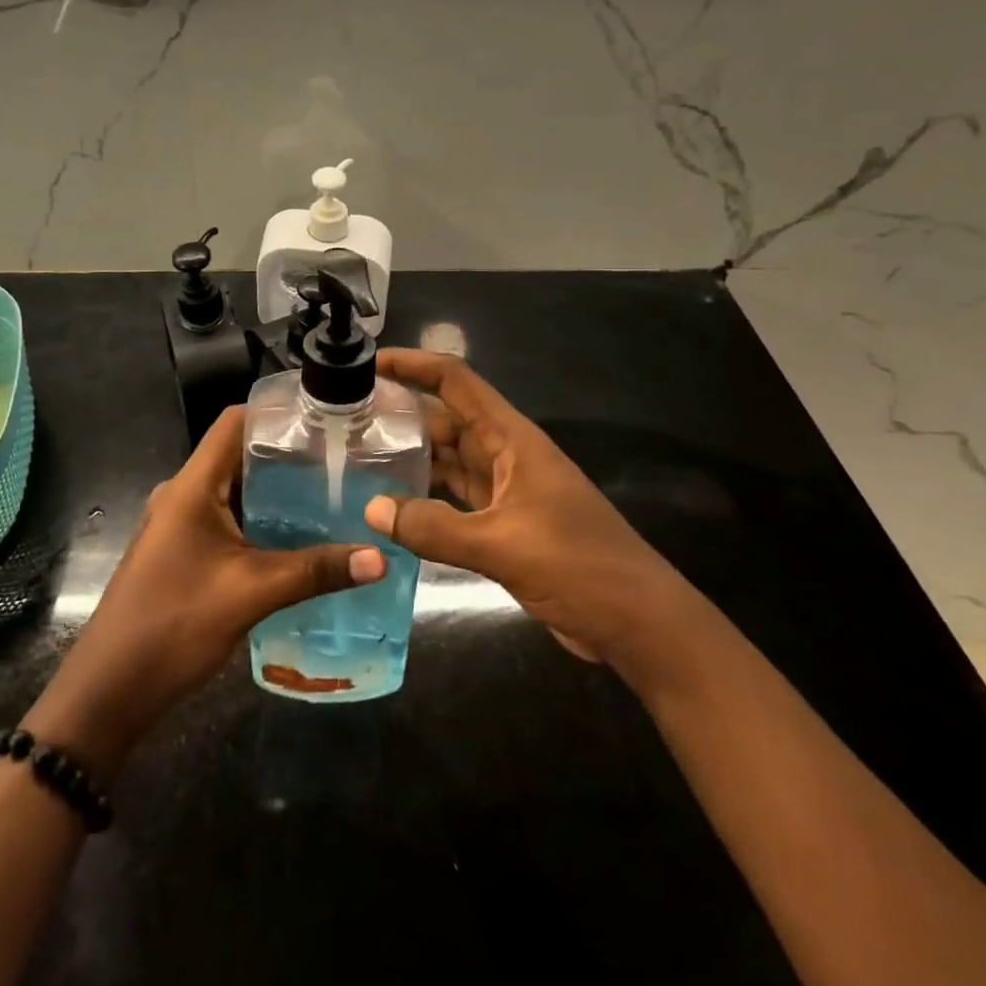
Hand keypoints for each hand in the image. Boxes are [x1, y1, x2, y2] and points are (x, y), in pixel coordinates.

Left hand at [25, 406, 385, 774]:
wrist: (110, 689)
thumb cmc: (174, 625)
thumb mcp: (251, 593)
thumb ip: (315, 571)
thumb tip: (380, 557)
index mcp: (193, 485)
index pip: (235, 422)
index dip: (278, 413)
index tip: (327, 418)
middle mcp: (185, 493)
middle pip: (240, 454)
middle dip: (290, 455)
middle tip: (344, 460)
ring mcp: (182, 522)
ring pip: (237, 489)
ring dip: (278, 491)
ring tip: (333, 494)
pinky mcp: (185, 549)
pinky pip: (230, 518)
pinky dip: (263, 520)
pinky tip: (300, 537)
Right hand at [363, 350, 695, 672]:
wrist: (638, 623)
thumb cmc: (579, 566)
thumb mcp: (503, 545)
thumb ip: (435, 528)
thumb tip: (372, 510)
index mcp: (511, 439)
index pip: (456, 382)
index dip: (414, 364)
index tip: (369, 362)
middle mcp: (505, 454)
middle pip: (446, 418)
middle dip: (401, 412)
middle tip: (347, 417)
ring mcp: (505, 489)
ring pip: (449, 459)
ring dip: (410, 455)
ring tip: (358, 454)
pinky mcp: (504, 524)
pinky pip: (455, 496)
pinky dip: (425, 496)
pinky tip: (392, 504)